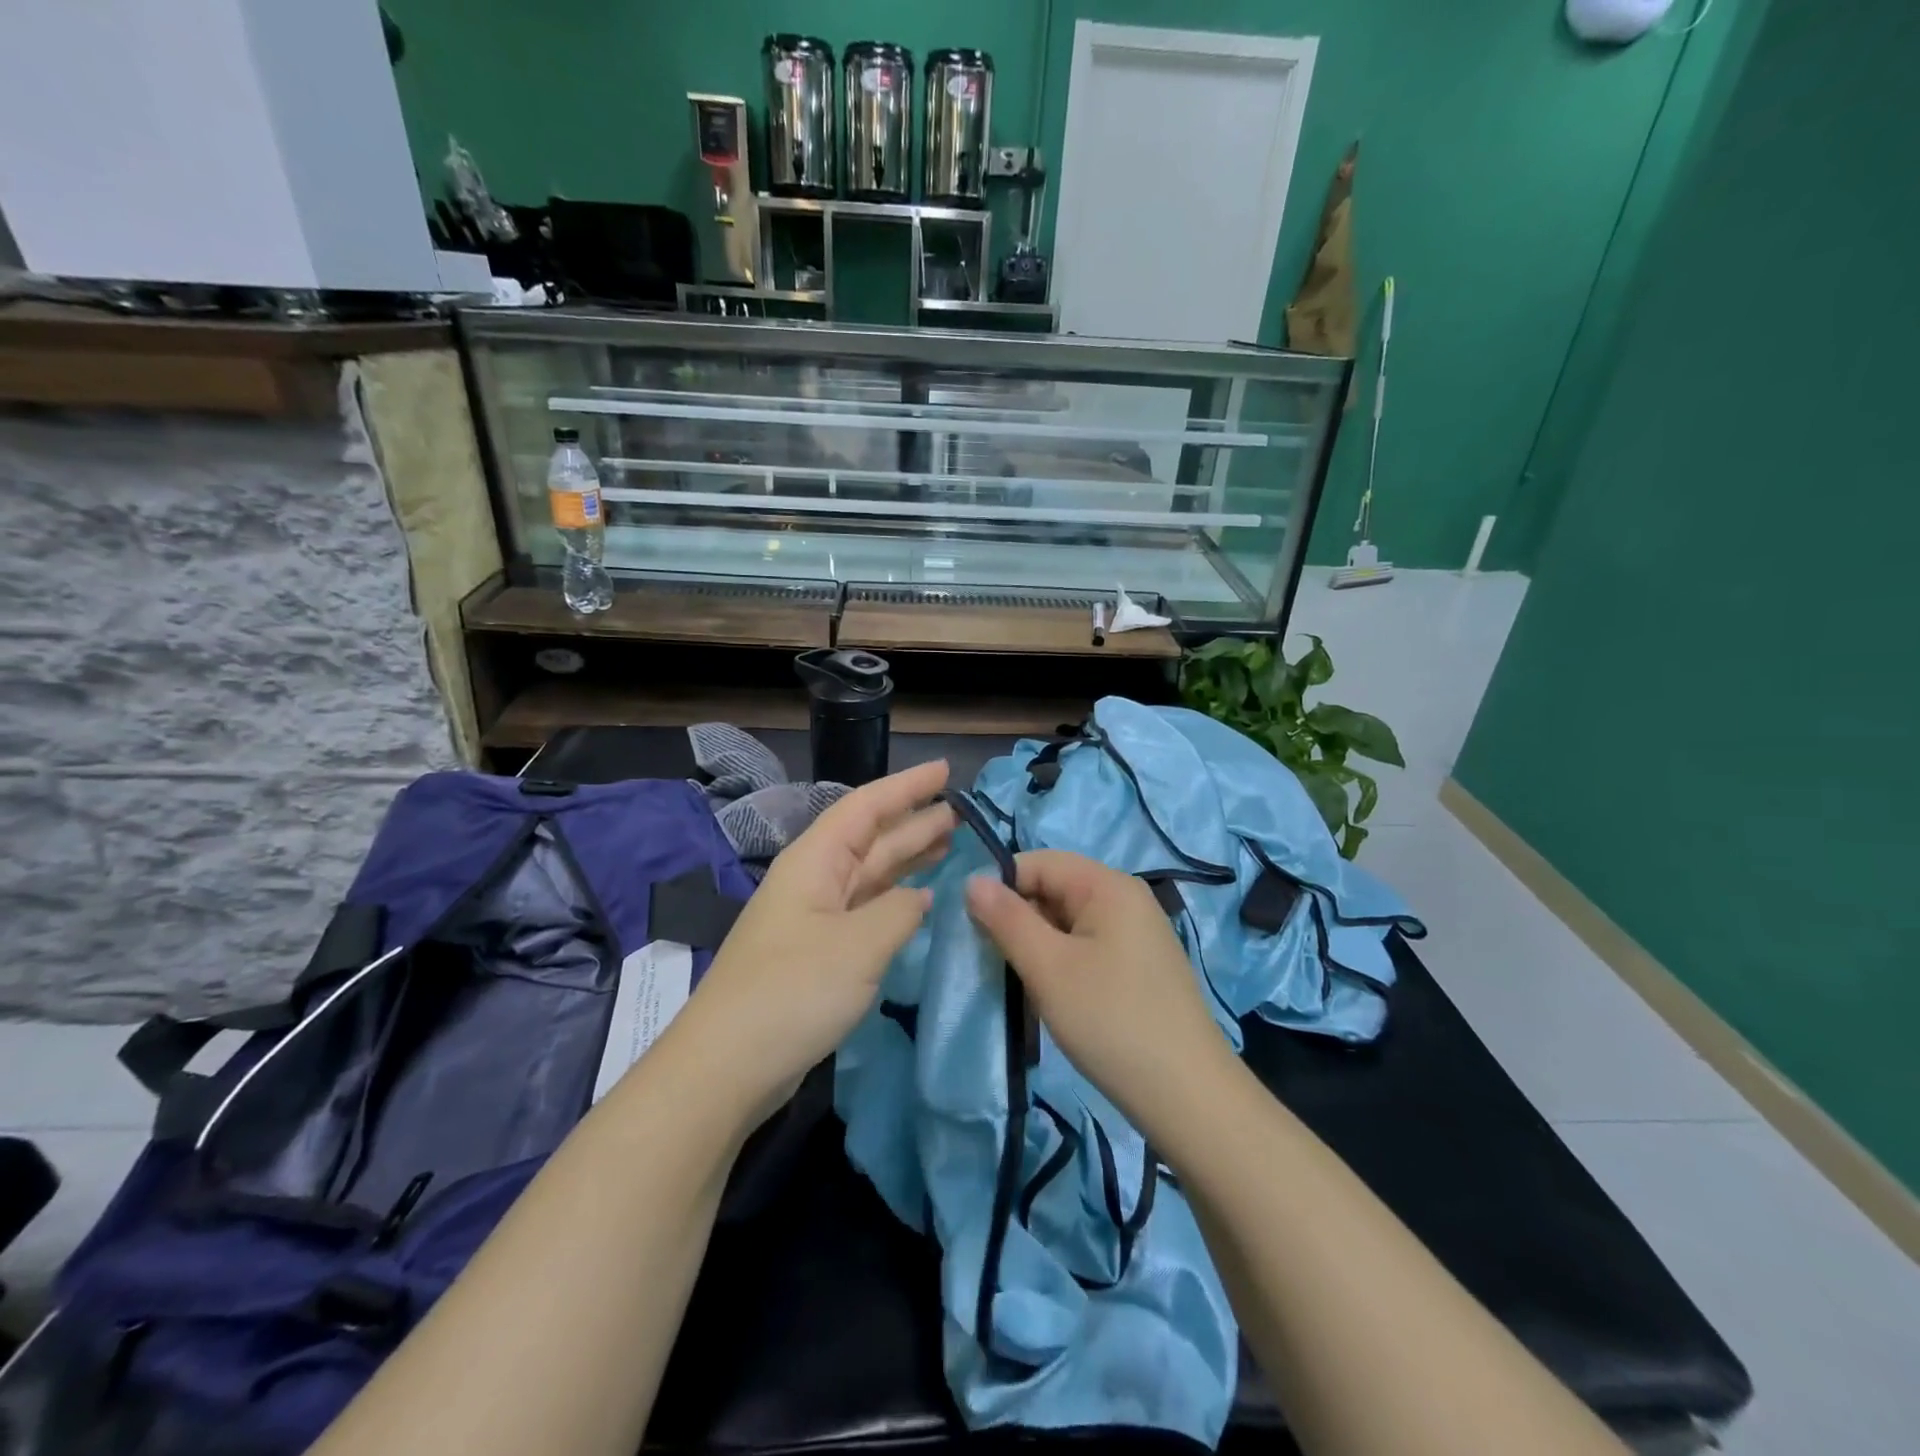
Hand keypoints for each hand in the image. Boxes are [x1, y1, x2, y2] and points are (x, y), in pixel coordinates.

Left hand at [672, 759, 954, 1124]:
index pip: (867, 806)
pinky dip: (896, 899)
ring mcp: (814, 918)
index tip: (946, 771)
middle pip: (870, 837)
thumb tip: (919, 897)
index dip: (907, 786)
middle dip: (914, 820)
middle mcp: (814, 880)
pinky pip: (866, 909)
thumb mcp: (859, 944)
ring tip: (950, 841)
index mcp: (815, 861)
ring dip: (908, 857)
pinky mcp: (818, 952)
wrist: (727, 1065)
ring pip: (870, 873)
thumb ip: (900, 910)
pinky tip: (921, 899)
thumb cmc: (794, 990)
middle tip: (962, 811)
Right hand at [966, 851, 1236, 1146]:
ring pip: (1067, 921)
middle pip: (1054, 889)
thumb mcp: (1049, 968)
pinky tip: (1052, 996)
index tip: (973, 927)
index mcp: (1108, 885)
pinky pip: (1086, 945)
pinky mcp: (1138, 965)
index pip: (1039, 862)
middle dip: (1019, 918)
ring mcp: (1136, 933)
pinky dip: (1061, 962)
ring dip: (1037, 945)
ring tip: (1021, 982)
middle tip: (994, 960)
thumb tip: (972, 881)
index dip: (1002, 886)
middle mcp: (1126, 898)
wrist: (1188, 1096)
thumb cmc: (1111, 1021)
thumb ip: (1007, 919)